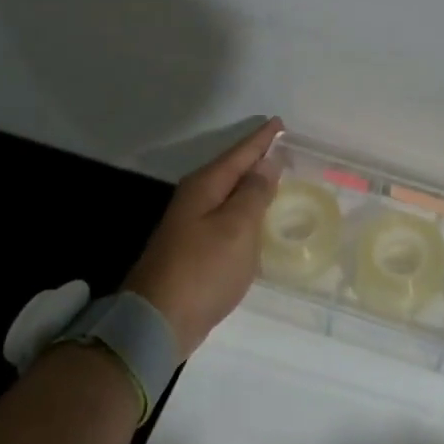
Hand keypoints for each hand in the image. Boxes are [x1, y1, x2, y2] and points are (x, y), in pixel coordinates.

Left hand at [122, 119, 283, 359]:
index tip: (279, 122)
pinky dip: (245, 212)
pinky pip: (227, 219)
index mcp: (205, 187)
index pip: (239, 154)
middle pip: (231, 171)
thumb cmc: (203, 269)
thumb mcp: (237, 227)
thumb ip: (254, 194)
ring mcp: (192, 226)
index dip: (261, 140)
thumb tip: (266, 164)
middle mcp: (195, 200)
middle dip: (256, 159)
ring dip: (251, 186)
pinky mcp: (195, 250)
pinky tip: (257, 219)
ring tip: (276, 178)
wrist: (159, 320)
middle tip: (283, 148)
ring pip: (228, 195)